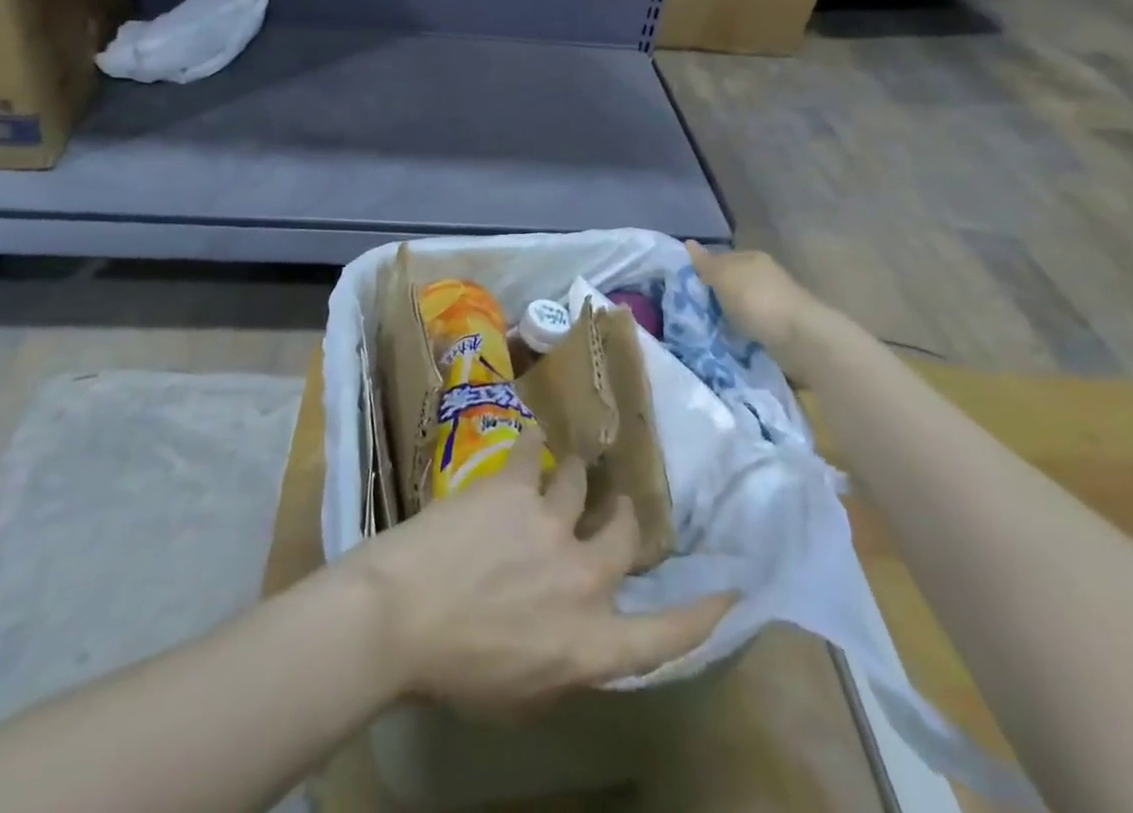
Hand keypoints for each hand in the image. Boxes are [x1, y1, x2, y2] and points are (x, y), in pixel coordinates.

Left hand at [349, 430, 732, 715]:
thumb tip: (586, 637)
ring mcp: (551, 523)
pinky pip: (532, 451)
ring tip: (574, 463)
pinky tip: (532, 436)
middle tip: (622, 504)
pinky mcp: (515, 486)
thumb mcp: (525, 696)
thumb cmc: (457, 672)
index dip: (703, 613)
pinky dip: (534, 444)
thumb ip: (568, 662)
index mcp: (590, 643)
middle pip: (626, 535)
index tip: (731, 591)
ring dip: (578, 475)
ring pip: (581, 483)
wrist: (401, 615)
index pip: (666, 636)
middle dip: (626, 517)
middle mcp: (583, 578)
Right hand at [686, 241, 841, 379]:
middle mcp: (765, 275)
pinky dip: (741, 330)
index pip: (720, 258)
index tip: (684, 287)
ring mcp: (775, 300)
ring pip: (741, 304)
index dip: (702, 270)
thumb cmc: (757, 300)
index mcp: (752, 257)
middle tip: (691, 309)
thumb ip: (706, 263)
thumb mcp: (724, 277)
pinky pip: (752, 324)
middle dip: (714, 293)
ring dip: (728, 314)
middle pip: (732, 281)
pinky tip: (729, 339)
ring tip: (707, 327)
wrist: (800, 338)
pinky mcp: (781, 325)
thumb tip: (688, 243)